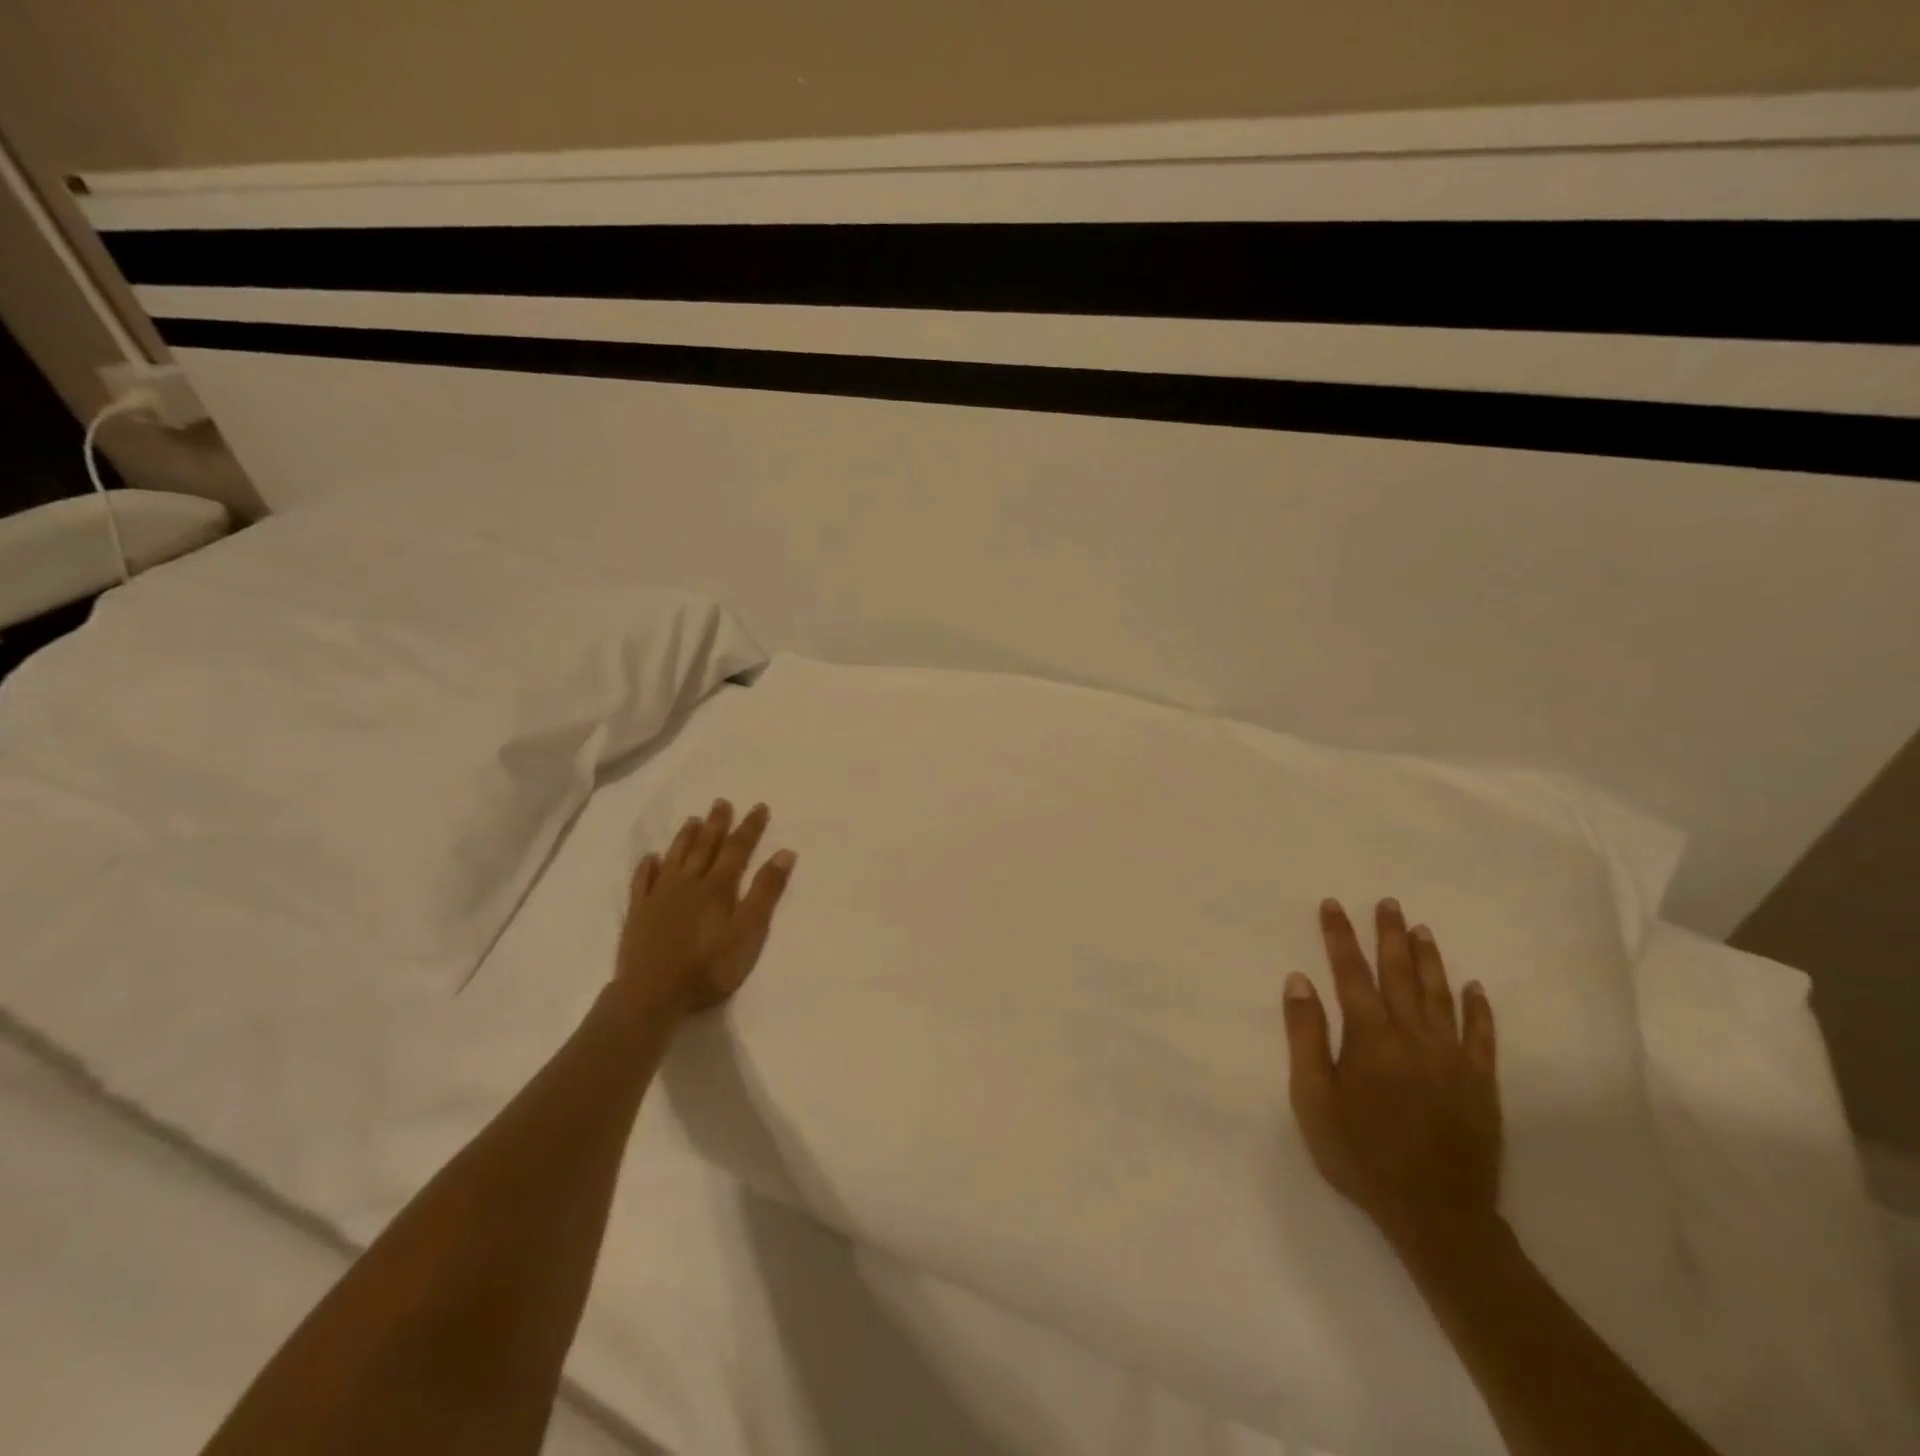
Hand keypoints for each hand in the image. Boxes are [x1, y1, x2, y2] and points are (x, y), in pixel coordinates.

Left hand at [614, 799, 796, 1017]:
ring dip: (685, 837)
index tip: (759, 806)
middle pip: (705, 846)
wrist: (651, 994)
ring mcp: (660, 896)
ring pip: (675, 857)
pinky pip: (643, 881)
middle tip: (721, 802)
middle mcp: (688, 883)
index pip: (737, 849)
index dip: (750, 828)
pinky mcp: (639, 913)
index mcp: (718, 887)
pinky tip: (650, 858)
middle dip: (716, 824)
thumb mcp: (748, 933)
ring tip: (693, 819)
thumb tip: (784, 853)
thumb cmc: (708, 967)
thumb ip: (765, 892)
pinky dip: (648, 866)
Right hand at [1284, 898, 1502, 1252]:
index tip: (1333, 905)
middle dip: (1389, 935)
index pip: (1351, 974)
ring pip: (1440, 995)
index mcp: (1370, 1038)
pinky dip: (1478, 1008)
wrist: (1436, 1213)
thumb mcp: (1313, 1098)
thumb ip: (1306, 1036)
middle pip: (1400, 974)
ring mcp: (1452, 1058)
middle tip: (1388, 902)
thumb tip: (1298, 980)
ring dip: (1429, 959)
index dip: (1340, 937)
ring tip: (1421, 929)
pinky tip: (1473, 987)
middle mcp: (1413, 1037)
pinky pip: (1482, 1035)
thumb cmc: (1361, 1154)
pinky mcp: (1480, 1082)